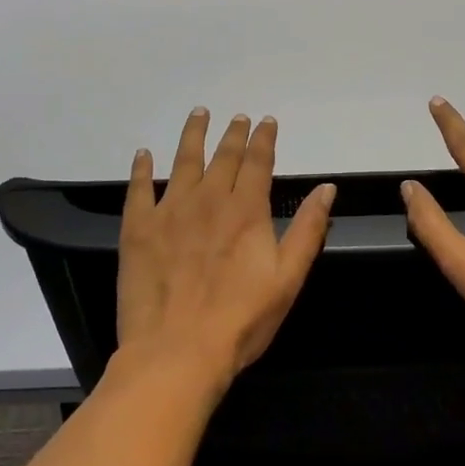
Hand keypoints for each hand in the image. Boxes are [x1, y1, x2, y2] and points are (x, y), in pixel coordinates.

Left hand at [117, 109, 335, 389]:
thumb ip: (309, 229)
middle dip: (233, 133)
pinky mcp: (138, 229)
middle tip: (236, 116)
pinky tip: (143, 154)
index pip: (258, 162)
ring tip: (198, 114)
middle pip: (223, 156)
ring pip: (183, 161)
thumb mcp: (289, 278)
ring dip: (192, 135)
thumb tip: (326, 189)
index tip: (266, 121)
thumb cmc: (241, 319)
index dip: (263, 139)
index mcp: (247, 210)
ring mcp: (170, 211)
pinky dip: (142, 169)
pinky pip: (139, 189)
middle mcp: (208, 200)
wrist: (178, 351)